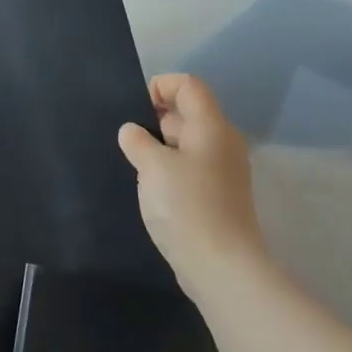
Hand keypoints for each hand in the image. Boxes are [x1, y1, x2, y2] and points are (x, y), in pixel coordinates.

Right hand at [117, 74, 264, 292]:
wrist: (221, 266)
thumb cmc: (186, 206)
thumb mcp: (152, 166)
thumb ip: (138, 141)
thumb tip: (132, 131)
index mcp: (211, 127)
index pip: (189, 85)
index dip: (160, 86)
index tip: (135, 109)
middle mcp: (222, 143)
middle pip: (188, 113)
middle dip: (155, 119)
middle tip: (129, 141)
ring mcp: (222, 172)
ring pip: (187, 143)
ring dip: (159, 147)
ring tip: (135, 165)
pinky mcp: (217, 196)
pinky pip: (190, 168)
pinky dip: (169, 170)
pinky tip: (150, 189)